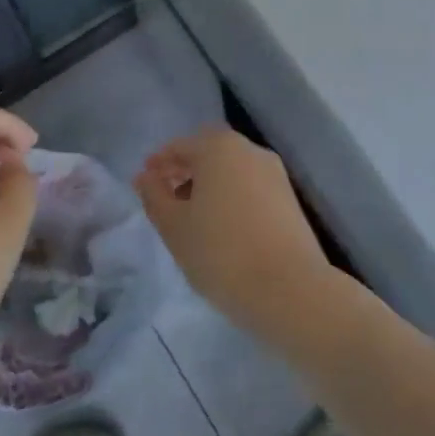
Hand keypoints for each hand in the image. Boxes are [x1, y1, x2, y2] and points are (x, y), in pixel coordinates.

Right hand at [135, 127, 337, 342]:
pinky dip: (231, 196)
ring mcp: (274, 173)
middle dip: (186, 169)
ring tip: (192, 217)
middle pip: (210, 152)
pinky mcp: (289, 199)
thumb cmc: (221, 252)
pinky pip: (250, 186)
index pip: (181, 146)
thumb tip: (146, 177)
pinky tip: (221, 227)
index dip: (160, 162)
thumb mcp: (174, 227)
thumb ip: (154, 196)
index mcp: (219, 148)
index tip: (145, 182)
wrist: (289, 289)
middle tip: (166, 197)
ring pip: (232, 169)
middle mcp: (249, 150)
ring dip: (209, 184)